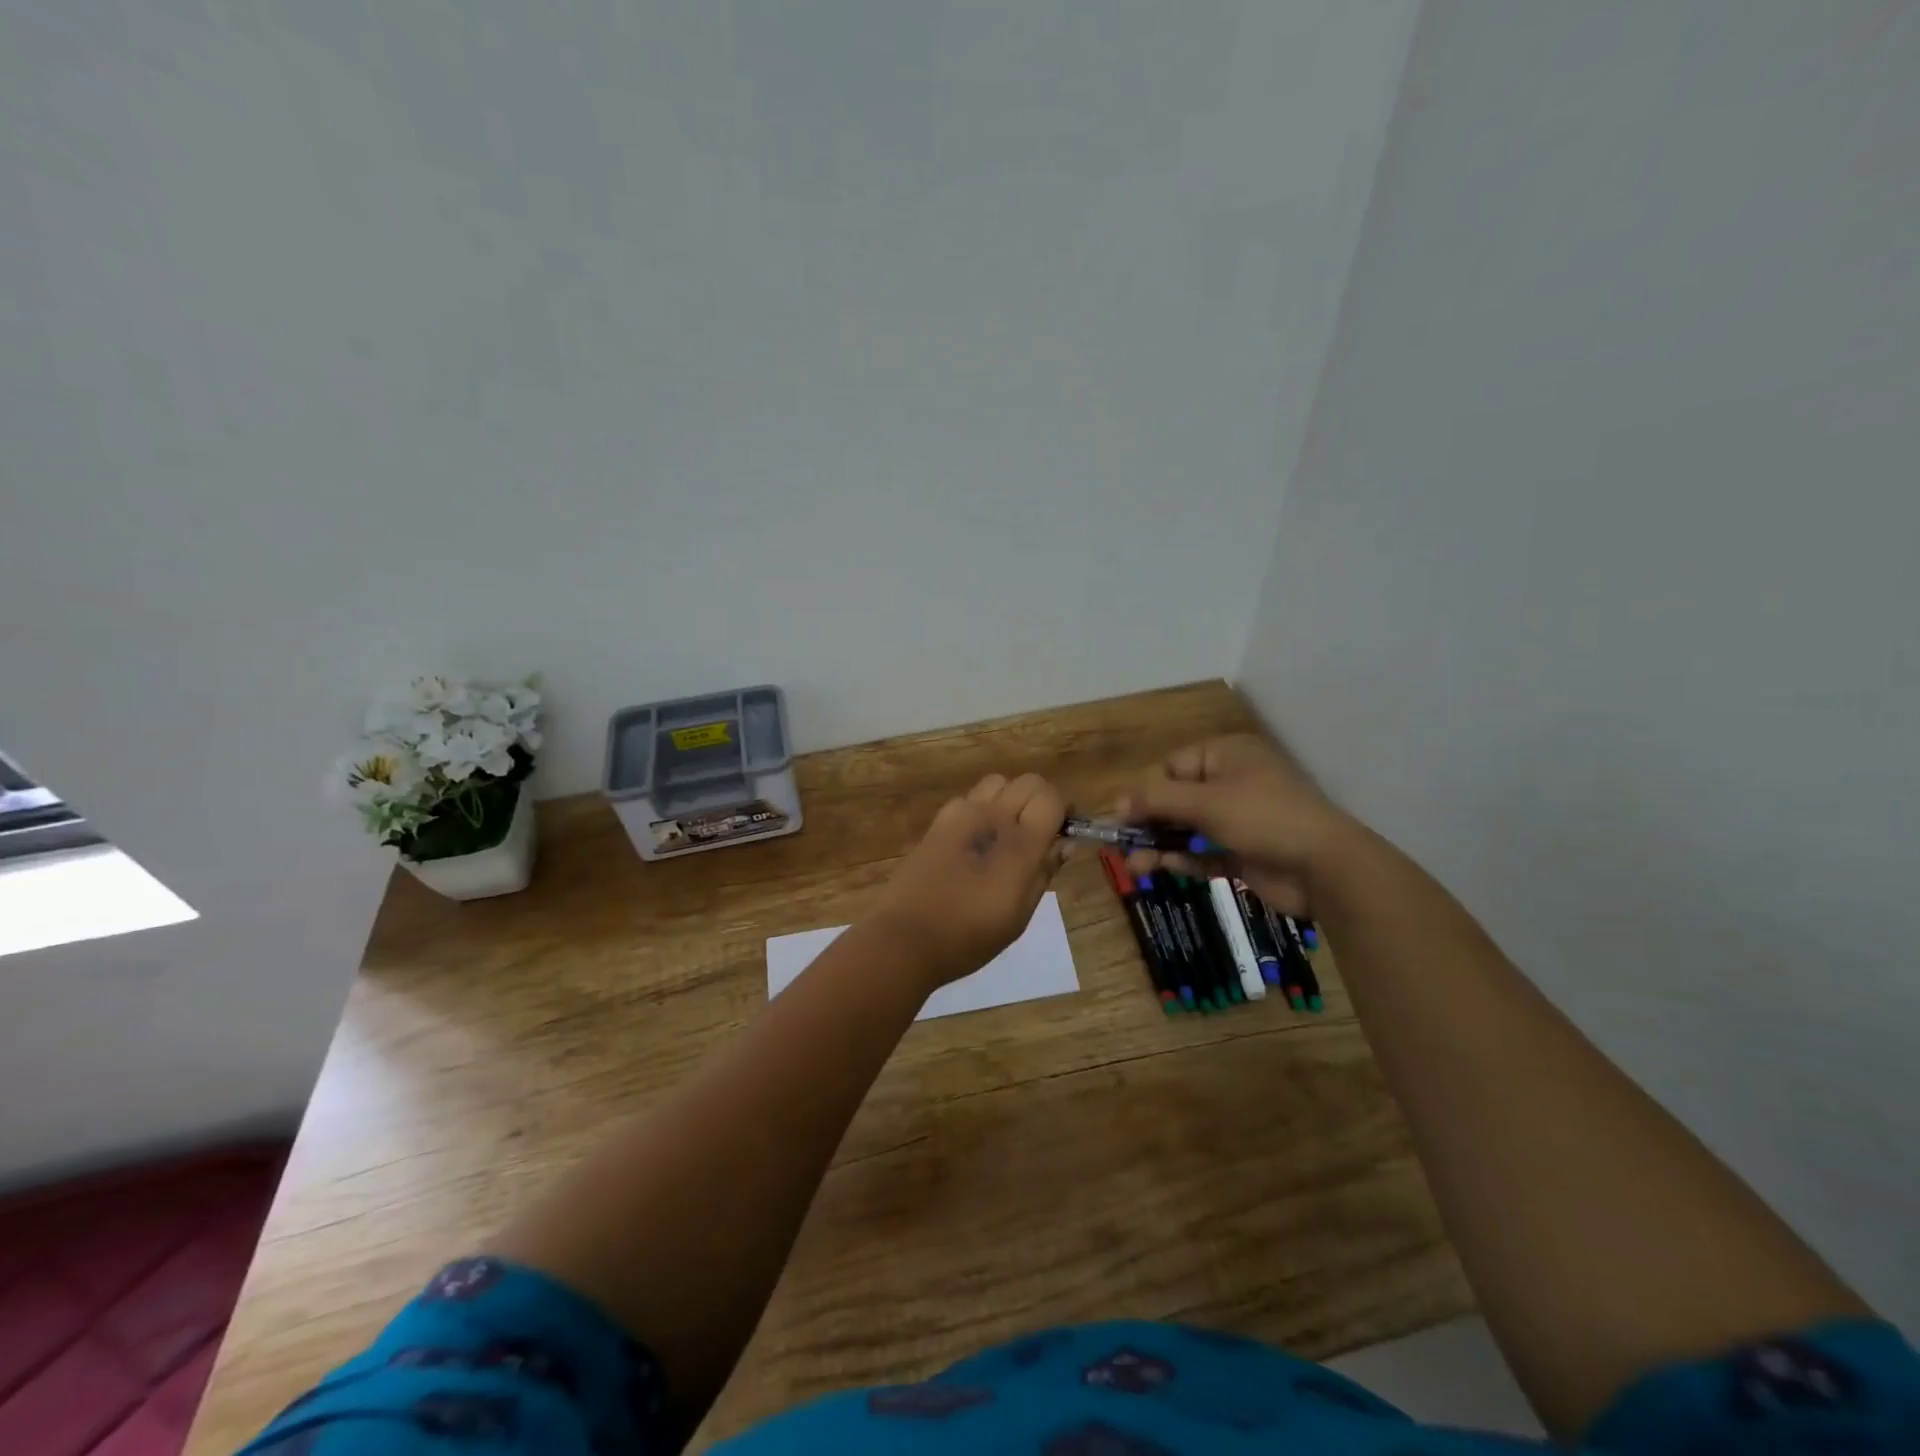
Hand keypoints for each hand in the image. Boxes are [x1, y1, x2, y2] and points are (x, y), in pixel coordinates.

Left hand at [868, 773, 1067, 989]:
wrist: (906, 937)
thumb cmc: (970, 937)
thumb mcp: (1019, 915)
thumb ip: (1044, 872)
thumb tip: (1064, 843)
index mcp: (1019, 844)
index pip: (1051, 797)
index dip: (1064, 809)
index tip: (1064, 831)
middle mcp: (992, 817)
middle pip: (1028, 781)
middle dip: (1041, 799)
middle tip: (1041, 830)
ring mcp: (961, 815)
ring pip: (997, 782)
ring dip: (1010, 797)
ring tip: (1008, 829)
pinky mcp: (938, 821)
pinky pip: (969, 798)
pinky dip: (982, 807)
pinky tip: (976, 837)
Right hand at [1118, 734, 1356, 917]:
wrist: (1325, 867)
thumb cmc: (1263, 818)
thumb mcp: (1205, 802)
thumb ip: (1157, 800)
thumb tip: (1116, 801)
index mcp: (1226, 755)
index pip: (1173, 766)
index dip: (1147, 791)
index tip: (1125, 817)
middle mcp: (1232, 782)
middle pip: (1176, 799)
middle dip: (1149, 822)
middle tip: (1122, 844)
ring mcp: (1239, 819)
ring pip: (1188, 828)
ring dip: (1160, 845)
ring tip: (1135, 866)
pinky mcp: (1244, 851)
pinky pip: (1204, 851)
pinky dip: (1184, 859)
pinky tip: (1162, 869)